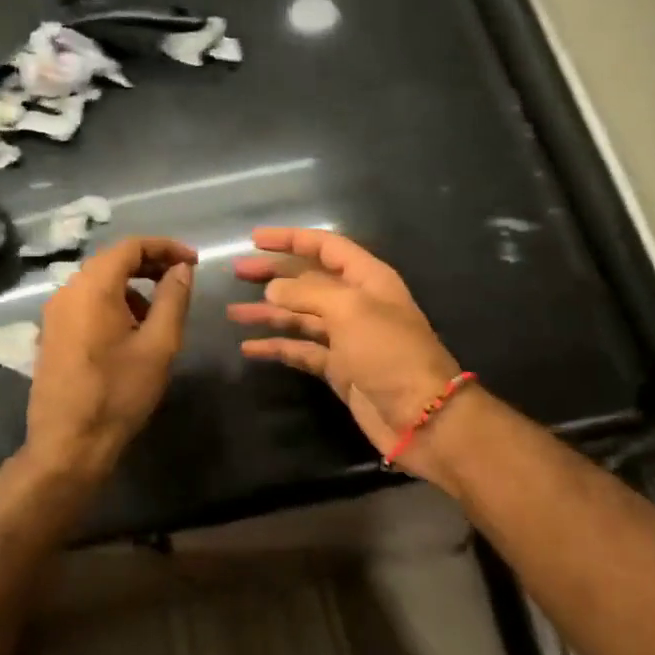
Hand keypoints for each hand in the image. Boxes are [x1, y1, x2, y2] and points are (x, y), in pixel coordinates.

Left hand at [22, 236, 197, 482]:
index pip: (131, 246)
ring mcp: (54, 313)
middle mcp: (67, 291)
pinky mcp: (51, 334)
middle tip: (181, 281)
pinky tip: (130, 332)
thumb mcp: (158, 345)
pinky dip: (112, 303)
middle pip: (112, 261)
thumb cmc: (119, 393)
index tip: (193, 262)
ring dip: (131, 286)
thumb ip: (173, 299)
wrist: (68, 444)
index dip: (166, 248)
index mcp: (93, 287)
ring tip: (158, 313)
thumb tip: (181, 269)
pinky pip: (85, 302)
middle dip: (149, 265)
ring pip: (98, 282)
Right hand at [228, 228, 463, 478]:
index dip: (291, 239)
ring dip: (268, 312)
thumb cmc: (389, 352)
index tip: (254, 238)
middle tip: (236, 271)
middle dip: (273, 274)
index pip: (326, 247)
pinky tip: (249, 347)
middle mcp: (356, 303)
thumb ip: (307, 294)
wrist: (422, 417)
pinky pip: (301, 350)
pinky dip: (277, 347)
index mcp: (367, 279)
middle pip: (308, 280)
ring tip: (232, 312)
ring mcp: (346, 337)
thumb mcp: (350, 311)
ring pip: (300, 316)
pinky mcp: (338, 368)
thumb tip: (273, 289)